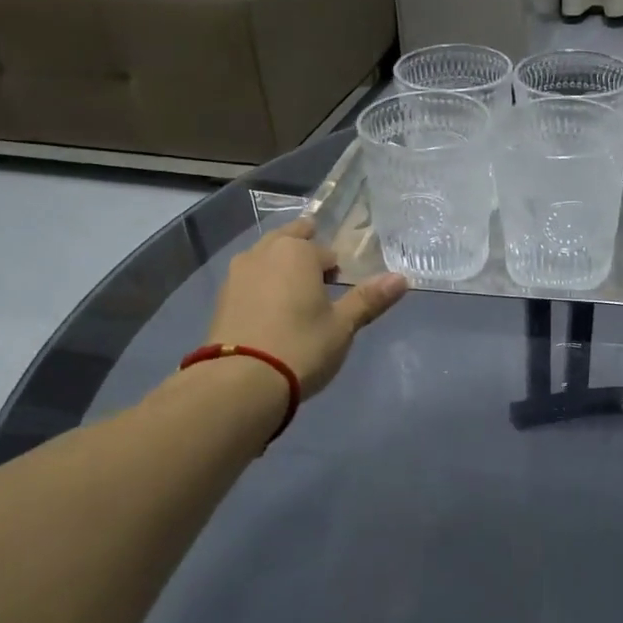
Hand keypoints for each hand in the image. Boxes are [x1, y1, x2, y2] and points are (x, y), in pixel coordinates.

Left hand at [204, 217, 406, 395]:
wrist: (240, 381)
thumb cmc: (302, 346)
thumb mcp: (343, 326)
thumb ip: (369, 299)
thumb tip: (402, 278)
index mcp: (297, 251)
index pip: (325, 251)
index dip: (336, 268)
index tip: (341, 287)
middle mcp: (263, 252)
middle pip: (289, 240)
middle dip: (304, 253)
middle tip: (319, 278)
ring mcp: (237, 274)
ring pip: (265, 259)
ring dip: (280, 268)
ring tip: (295, 296)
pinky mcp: (221, 299)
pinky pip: (249, 281)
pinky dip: (261, 288)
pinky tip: (270, 314)